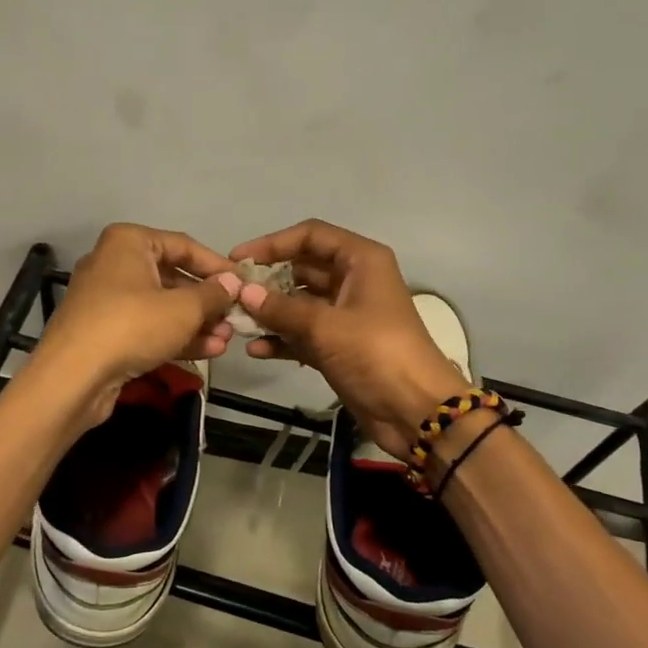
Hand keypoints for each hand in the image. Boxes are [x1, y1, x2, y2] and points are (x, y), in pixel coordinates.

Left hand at [34, 224, 240, 422]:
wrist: (73, 377)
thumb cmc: (132, 326)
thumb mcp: (183, 308)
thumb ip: (213, 294)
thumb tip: (233, 284)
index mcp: (128, 242)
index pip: (184, 246)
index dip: (217, 266)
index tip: (244, 284)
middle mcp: (114, 264)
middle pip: (172, 277)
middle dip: (207, 301)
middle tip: (235, 317)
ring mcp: (107, 300)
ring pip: (161, 306)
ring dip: (196, 322)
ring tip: (227, 339)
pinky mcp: (105, 332)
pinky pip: (147, 327)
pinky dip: (175, 336)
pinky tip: (208, 351)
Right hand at [230, 220, 467, 460]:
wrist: (416, 411)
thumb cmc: (376, 354)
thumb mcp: (326, 326)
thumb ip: (281, 308)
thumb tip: (242, 292)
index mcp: (361, 261)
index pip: (311, 235)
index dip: (273, 243)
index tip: (238, 259)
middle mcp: (353, 280)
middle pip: (302, 268)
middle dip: (267, 280)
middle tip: (231, 292)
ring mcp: (346, 314)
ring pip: (300, 302)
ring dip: (270, 311)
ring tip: (236, 322)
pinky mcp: (340, 345)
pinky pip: (303, 333)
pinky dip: (282, 339)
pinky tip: (256, 349)